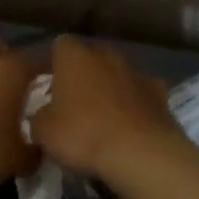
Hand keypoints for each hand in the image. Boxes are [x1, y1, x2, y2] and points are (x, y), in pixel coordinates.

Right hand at [30, 35, 190, 179]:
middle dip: (83, 75)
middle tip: (74, 103)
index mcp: (74, 57)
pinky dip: (135, 104)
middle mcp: (106, 55)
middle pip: (90, 57)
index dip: (54, 64)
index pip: (60, 45)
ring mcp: (136, 72)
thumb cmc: (83, 135)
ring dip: (110, 88)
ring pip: (117, 74)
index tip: (49, 86)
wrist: (140, 153)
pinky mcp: (159, 93)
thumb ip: (39, 117)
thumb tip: (43, 116)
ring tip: (103, 117)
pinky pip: (141, 93)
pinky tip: (131, 124)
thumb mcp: (44, 132)